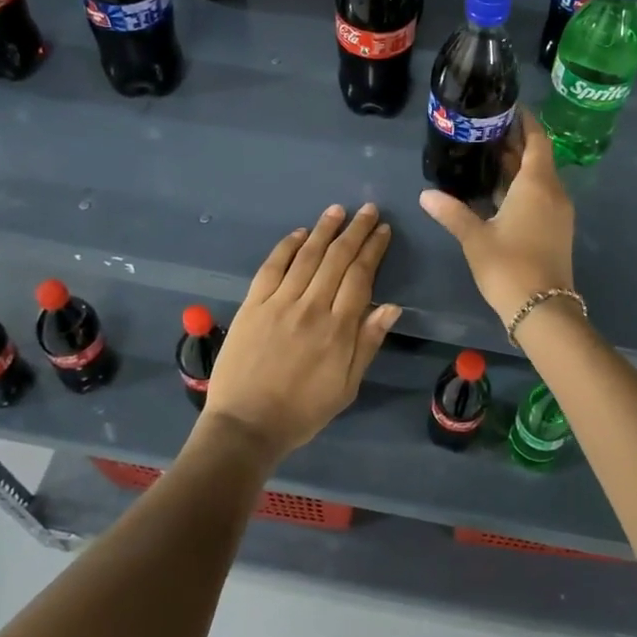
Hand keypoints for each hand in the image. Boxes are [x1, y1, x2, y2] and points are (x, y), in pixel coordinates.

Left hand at [201, 203, 401, 462]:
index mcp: (338, 329)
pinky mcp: (252, 305)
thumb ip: (367, 343)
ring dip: (324, 230)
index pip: (360, 276)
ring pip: (306, 256)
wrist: (245, 426)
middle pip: (337, 259)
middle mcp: (311, 307)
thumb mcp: (347, 386)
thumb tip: (391, 307)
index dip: (373, 250)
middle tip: (368, 210)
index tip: (383, 231)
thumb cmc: (302, 411)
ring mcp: (278, 303)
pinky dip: (286, 247)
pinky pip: (271, 267)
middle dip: (355, 231)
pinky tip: (299, 233)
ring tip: (337, 211)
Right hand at [419, 108, 575, 328]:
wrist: (542, 310)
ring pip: (539, 178)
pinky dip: (521, 186)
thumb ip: (452, 212)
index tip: (508, 107)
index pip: (537, 140)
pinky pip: (540, 196)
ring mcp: (558, 213)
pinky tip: (497, 191)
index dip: (525, 121)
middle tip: (486, 128)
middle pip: (537, 157)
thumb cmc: (509, 266)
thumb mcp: (475, 237)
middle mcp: (553, 192)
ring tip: (486, 154)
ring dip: (517, 166)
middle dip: (515, 142)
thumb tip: (426, 194)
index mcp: (537, 185)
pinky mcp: (556, 230)